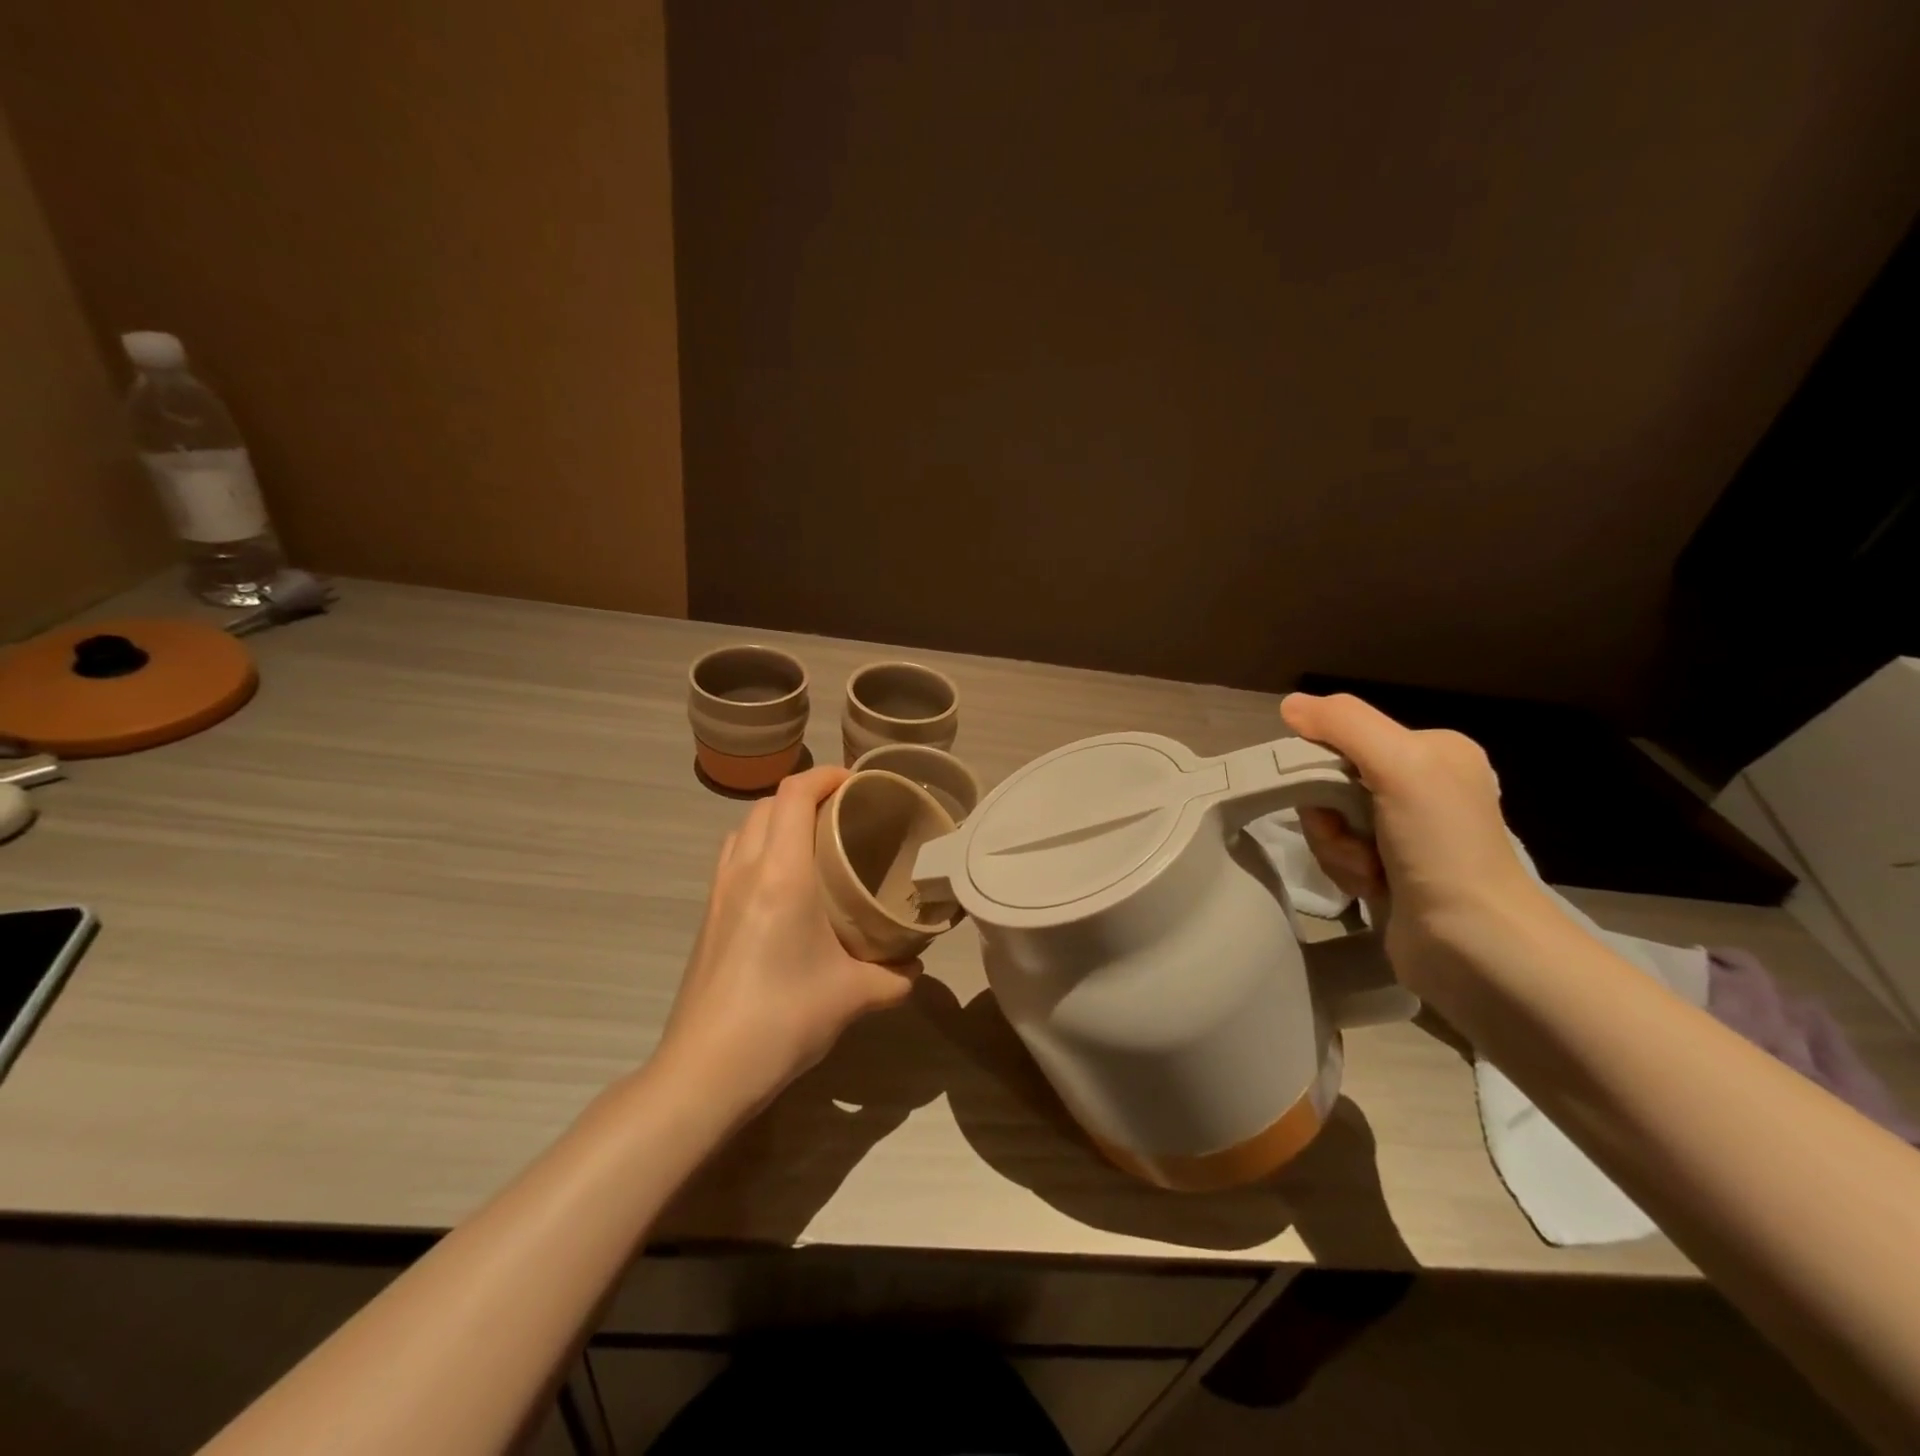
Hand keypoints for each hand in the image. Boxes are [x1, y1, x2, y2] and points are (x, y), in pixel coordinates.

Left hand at [656, 766, 917, 1120]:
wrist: (705, 1070)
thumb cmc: (783, 1018)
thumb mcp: (854, 996)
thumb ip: (894, 977)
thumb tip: (915, 969)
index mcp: (781, 873)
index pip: (794, 794)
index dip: (826, 776)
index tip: (858, 782)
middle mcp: (744, 870)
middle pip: (768, 804)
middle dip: (806, 794)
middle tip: (844, 813)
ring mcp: (718, 893)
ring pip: (744, 828)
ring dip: (777, 819)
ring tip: (814, 841)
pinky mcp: (707, 917)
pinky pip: (733, 858)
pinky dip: (759, 848)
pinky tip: (785, 885)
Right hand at [1279, 692, 1554, 997]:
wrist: (1475, 945)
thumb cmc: (1442, 846)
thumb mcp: (1399, 765)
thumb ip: (1344, 724)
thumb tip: (1290, 705)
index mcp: (1433, 750)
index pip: (1344, 738)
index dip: (1321, 766)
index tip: (1330, 797)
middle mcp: (1422, 785)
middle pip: (1331, 782)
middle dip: (1329, 817)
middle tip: (1354, 841)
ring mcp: (1407, 831)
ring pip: (1330, 822)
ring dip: (1336, 849)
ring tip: (1370, 873)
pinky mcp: (1392, 871)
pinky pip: (1339, 854)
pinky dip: (1345, 871)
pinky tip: (1372, 888)